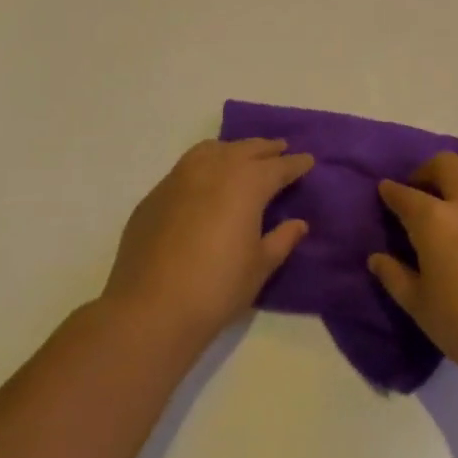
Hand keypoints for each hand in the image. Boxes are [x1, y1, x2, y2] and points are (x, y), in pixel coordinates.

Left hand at [104, 137, 313, 344]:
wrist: (150, 309)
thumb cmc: (217, 288)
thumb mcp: (260, 266)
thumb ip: (281, 240)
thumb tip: (298, 224)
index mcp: (247, 184)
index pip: (278, 167)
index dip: (296, 164)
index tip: (308, 160)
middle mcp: (214, 170)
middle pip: (245, 149)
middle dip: (266, 149)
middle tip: (280, 149)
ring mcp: (179, 179)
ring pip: (211, 150)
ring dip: (233, 149)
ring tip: (242, 156)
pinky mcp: (155, 196)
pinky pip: (186, 168)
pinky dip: (204, 165)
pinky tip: (206, 182)